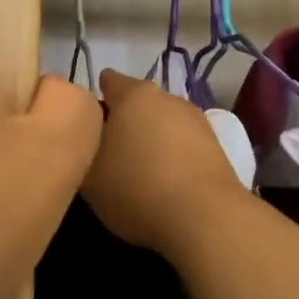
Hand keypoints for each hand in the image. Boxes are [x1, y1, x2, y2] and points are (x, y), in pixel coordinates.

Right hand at [82, 69, 250, 259]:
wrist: (205, 218)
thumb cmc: (136, 187)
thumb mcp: (88, 175)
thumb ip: (82, 149)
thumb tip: (87, 140)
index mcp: (133, 94)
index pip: (108, 81)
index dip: (93, 101)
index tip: (85, 126)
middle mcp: (167, 97)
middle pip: (137, 104)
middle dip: (123, 122)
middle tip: (108, 154)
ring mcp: (196, 120)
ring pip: (163, 124)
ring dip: (150, 140)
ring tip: (138, 172)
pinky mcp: (216, 146)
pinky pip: (183, 145)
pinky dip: (172, 157)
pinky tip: (164, 183)